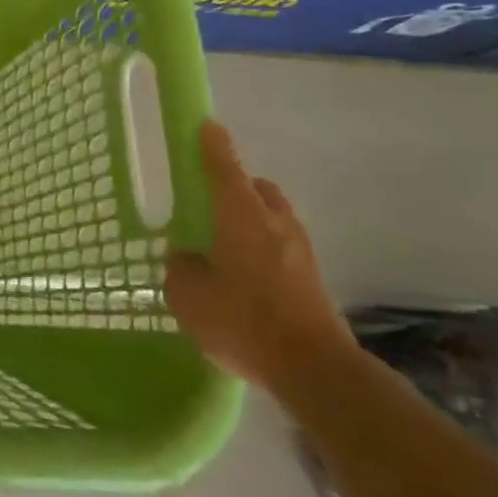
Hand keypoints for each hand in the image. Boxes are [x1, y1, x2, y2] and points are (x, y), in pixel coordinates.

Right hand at [164, 121, 357, 395]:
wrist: (316, 371)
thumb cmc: (244, 321)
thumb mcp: (189, 295)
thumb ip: (181, 268)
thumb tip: (186, 256)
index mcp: (241, 217)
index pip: (224, 169)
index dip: (213, 145)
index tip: (206, 125)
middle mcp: (275, 224)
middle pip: (258, 189)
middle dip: (237, 185)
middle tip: (210, 199)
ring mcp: (300, 252)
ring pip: (274, 218)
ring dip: (252, 218)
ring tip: (224, 242)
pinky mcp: (312, 280)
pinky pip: (281, 247)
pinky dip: (262, 248)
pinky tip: (243, 275)